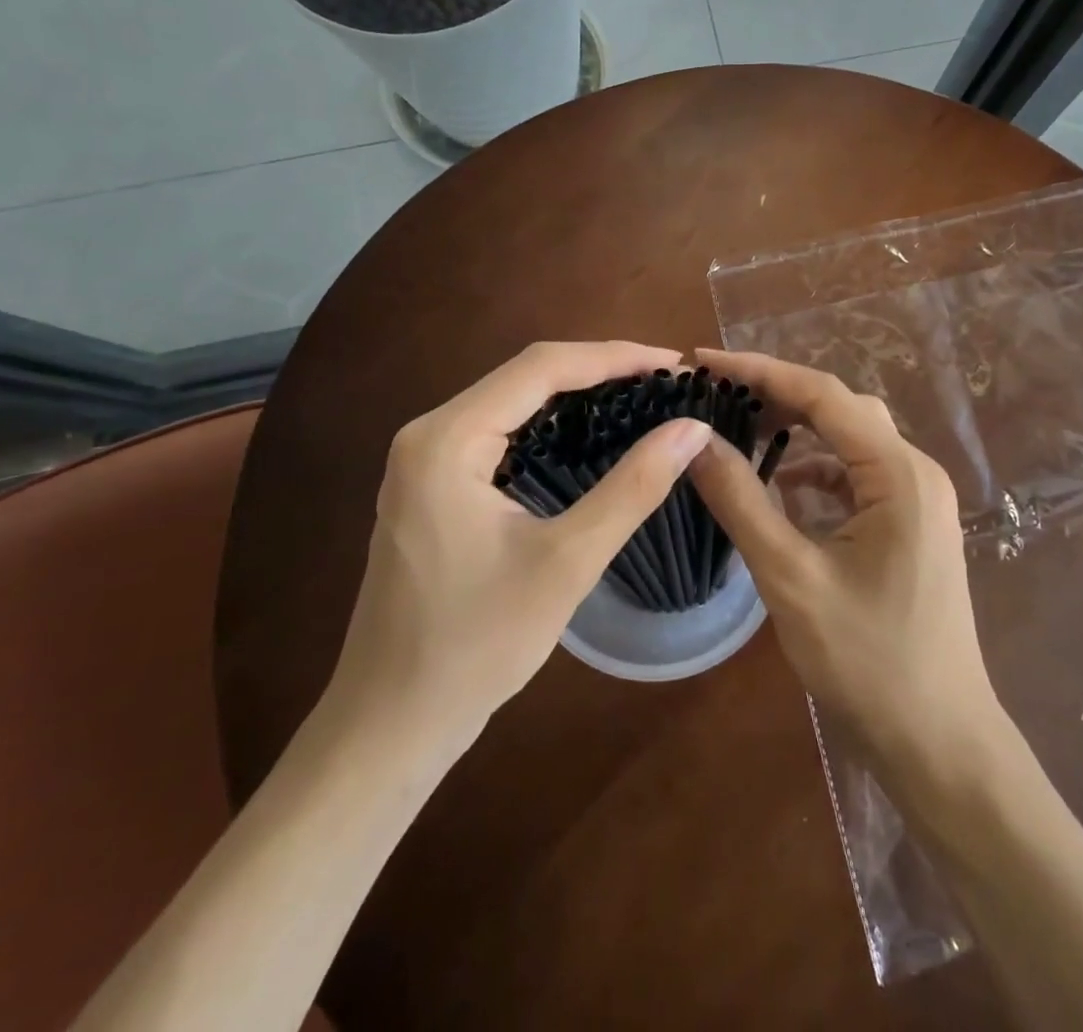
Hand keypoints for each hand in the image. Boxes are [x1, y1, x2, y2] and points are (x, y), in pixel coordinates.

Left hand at [325, 341, 712, 748]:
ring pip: (512, 400)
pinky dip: (549, 424)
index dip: (614, 357)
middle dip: (599, 370)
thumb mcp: (567, 562)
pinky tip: (588, 435)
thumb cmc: (476, 646)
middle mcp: (428, 432)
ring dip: (576, 394)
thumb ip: (633, 487)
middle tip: (666, 382)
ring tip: (640, 398)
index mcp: (447, 439)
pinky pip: (498, 431)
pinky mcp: (430, 484)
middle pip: (525, 376)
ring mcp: (423, 458)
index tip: (674, 365)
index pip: (542, 367)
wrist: (390, 724)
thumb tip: (693, 429)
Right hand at [688, 349, 1001, 771]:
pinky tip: (781, 490)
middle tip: (716, 398)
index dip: (759, 371)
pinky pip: (857, 476)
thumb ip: (741, 501)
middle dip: (777, 396)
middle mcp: (915, 472)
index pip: (822, 395)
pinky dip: (816, 472)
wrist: (940, 745)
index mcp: (898, 473)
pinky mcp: (909, 525)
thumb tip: (693, 439)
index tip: (703, 363)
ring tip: (740, 433)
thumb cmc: (868, 662)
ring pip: (849, 440)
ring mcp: (917, 500)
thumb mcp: (791, 577)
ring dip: (796, 433)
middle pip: (840, 409)